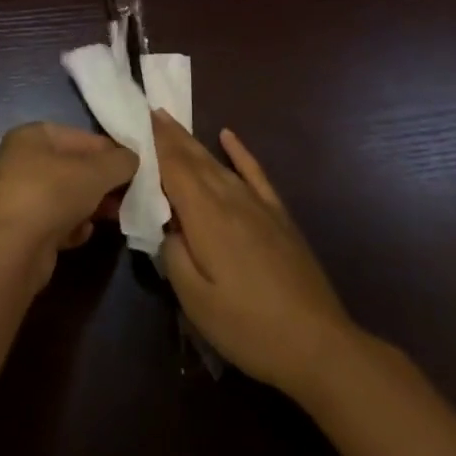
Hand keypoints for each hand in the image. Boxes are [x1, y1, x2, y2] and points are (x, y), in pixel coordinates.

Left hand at [0, 122, 136, 290]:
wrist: (13, 250)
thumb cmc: (53, 194)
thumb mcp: (97, 171)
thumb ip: (121, 161)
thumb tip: (132, 160)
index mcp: (32, 136)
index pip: (81, 137)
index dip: (111, 151)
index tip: (134, 168)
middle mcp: (21, 161)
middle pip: (74, 168)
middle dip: (103, 182)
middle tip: (129, 194)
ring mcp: (19, 196)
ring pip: (66, 196)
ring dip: (91, 205)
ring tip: (114, 215)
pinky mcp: (21, 229)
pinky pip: (55, 221)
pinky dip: (72, 226)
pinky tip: (82, 233)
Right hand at [155, 111, 358, 397]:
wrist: (317, 344)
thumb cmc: (248, 327)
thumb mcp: (196, 301)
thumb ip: (174, 255)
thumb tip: (166, 225)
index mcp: (206, 218)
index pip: (174, 169)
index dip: (156, 144)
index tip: (138, 119)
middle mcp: (231, 199)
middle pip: (195, 159)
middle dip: (171, 135)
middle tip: (150, 111)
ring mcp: (258, 205)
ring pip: (218, 164)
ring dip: (194, 142)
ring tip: (173, 124)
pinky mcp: (278, 216)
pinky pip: (254, 173)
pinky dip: (239, 152)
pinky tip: (228, 136)